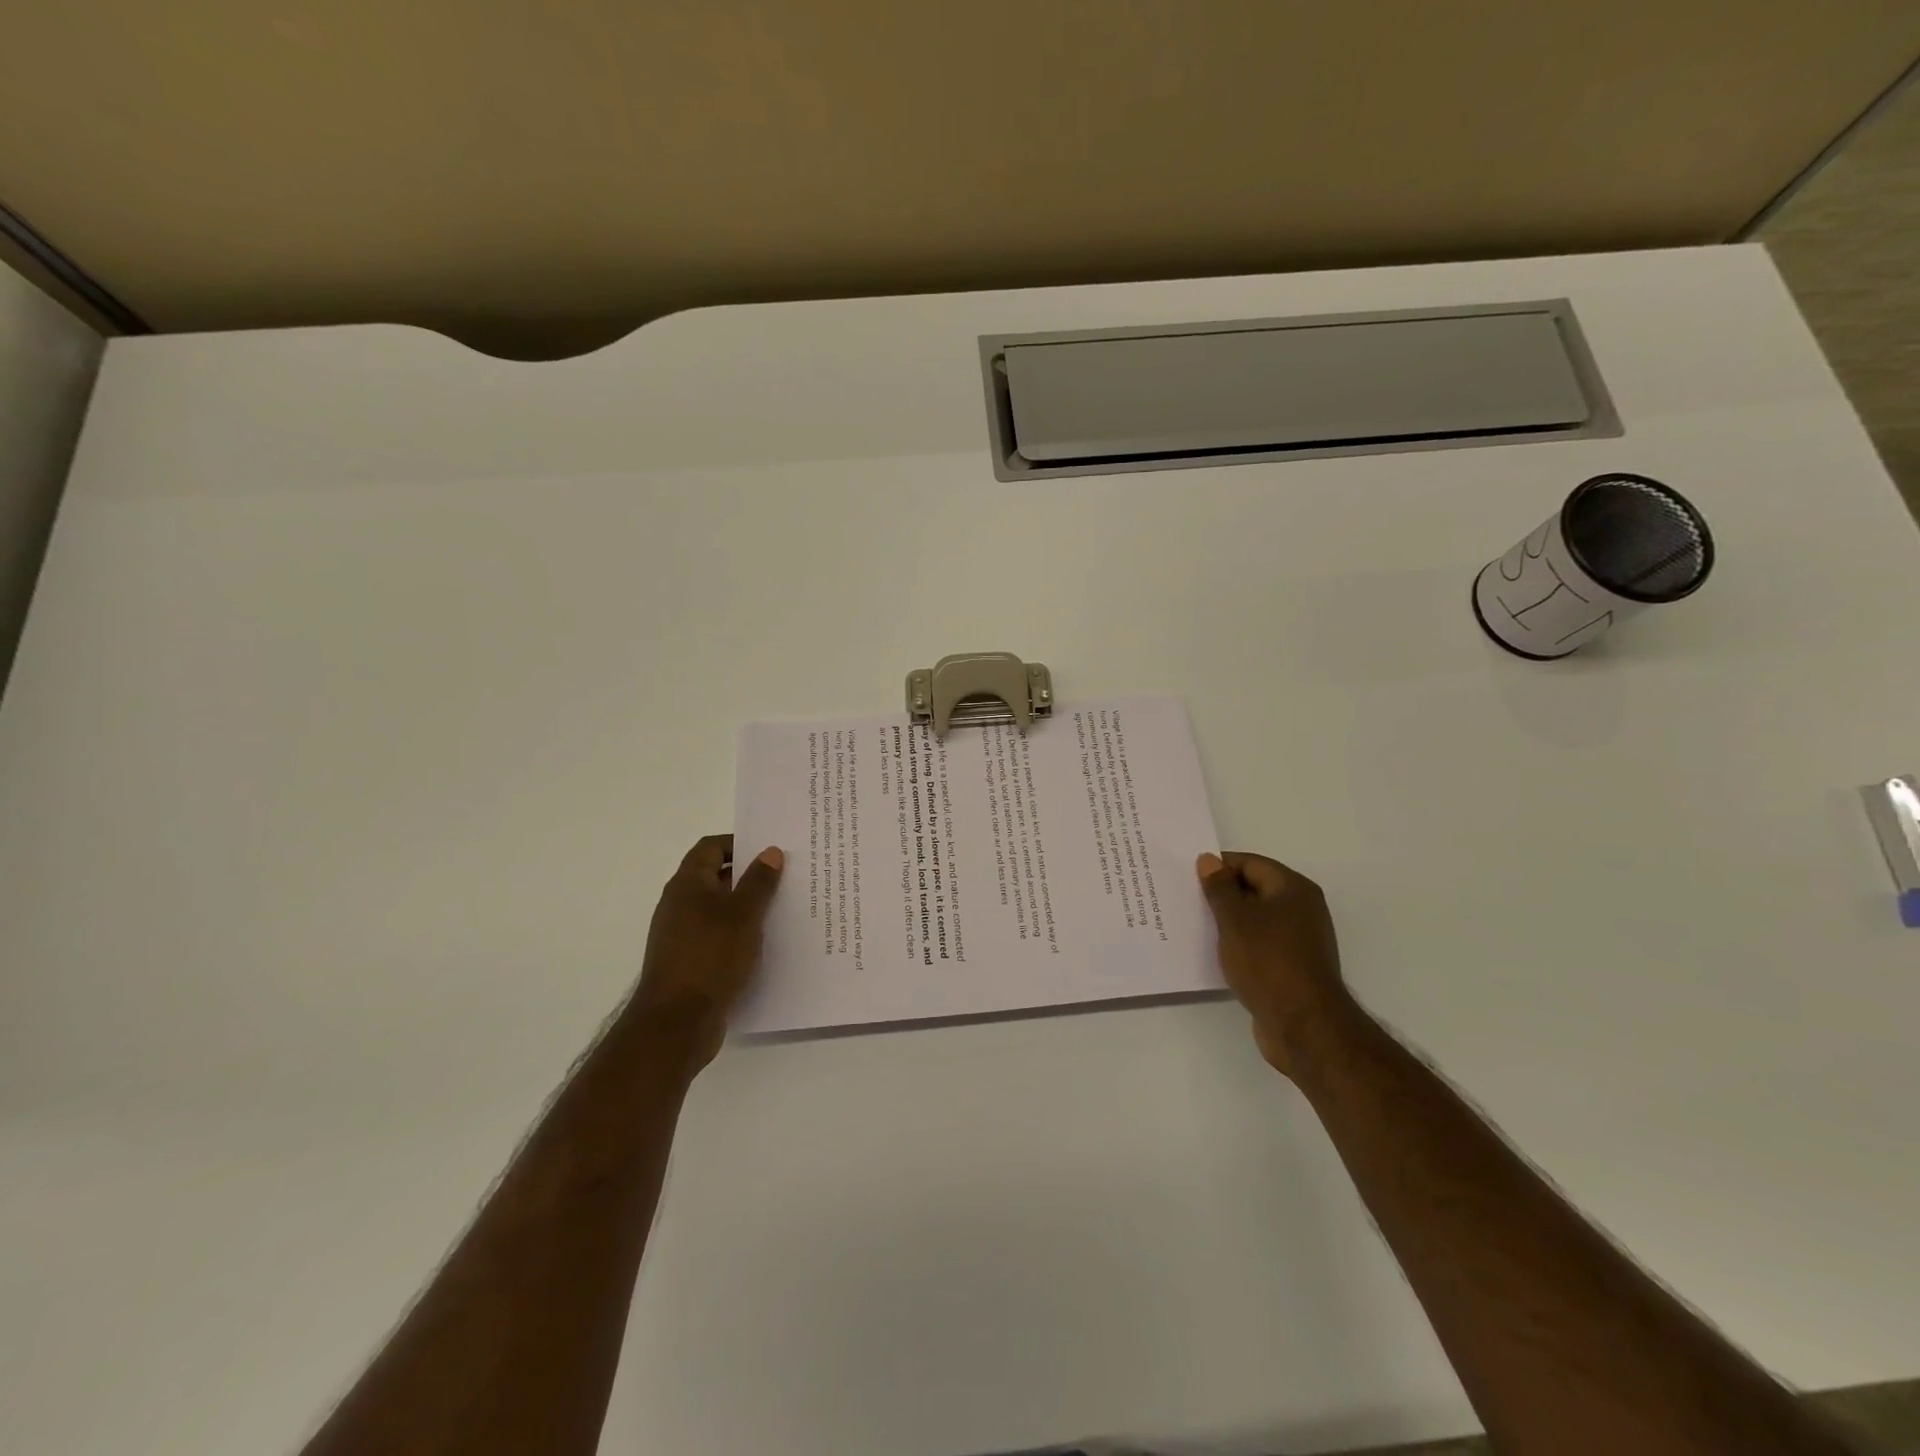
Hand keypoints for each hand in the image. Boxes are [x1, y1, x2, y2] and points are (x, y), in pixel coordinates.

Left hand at [628, 835, 783, 1067]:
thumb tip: (770, 852)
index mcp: (687, 884)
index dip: (739, 843)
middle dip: (749, 875)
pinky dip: (740, 934)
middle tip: (786, 877)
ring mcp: (682, 935)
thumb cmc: (710, 957)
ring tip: (783, 909)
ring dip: (747, 907)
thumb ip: (759, 881)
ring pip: (719, 909)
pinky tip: (765, 944)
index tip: (770, 850)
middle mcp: (680, 904)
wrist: (676, 1023)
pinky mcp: (690, 962)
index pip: (711, 847)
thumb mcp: (743, 914)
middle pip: (716, 877)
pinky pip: (718, 937)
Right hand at [1197, 851, 1349, 1075]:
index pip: (1250, 863)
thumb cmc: (1268, 962)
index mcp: (1293, 889)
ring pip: (1255, 919)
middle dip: (1221, 894)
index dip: (1218, 867)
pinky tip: (1215, 952)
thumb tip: (1209, 860)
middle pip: (1254, 889)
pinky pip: (1259, 944)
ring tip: (1194, 924)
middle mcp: (1302, 909)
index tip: (1187, 876)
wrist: (1304, 1025)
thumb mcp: (1235, 920)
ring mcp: (1299, 939)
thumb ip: (1219, 888)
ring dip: (1228, 921)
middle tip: (1186, 899)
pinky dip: (1238, 943)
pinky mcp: (1292, 966)